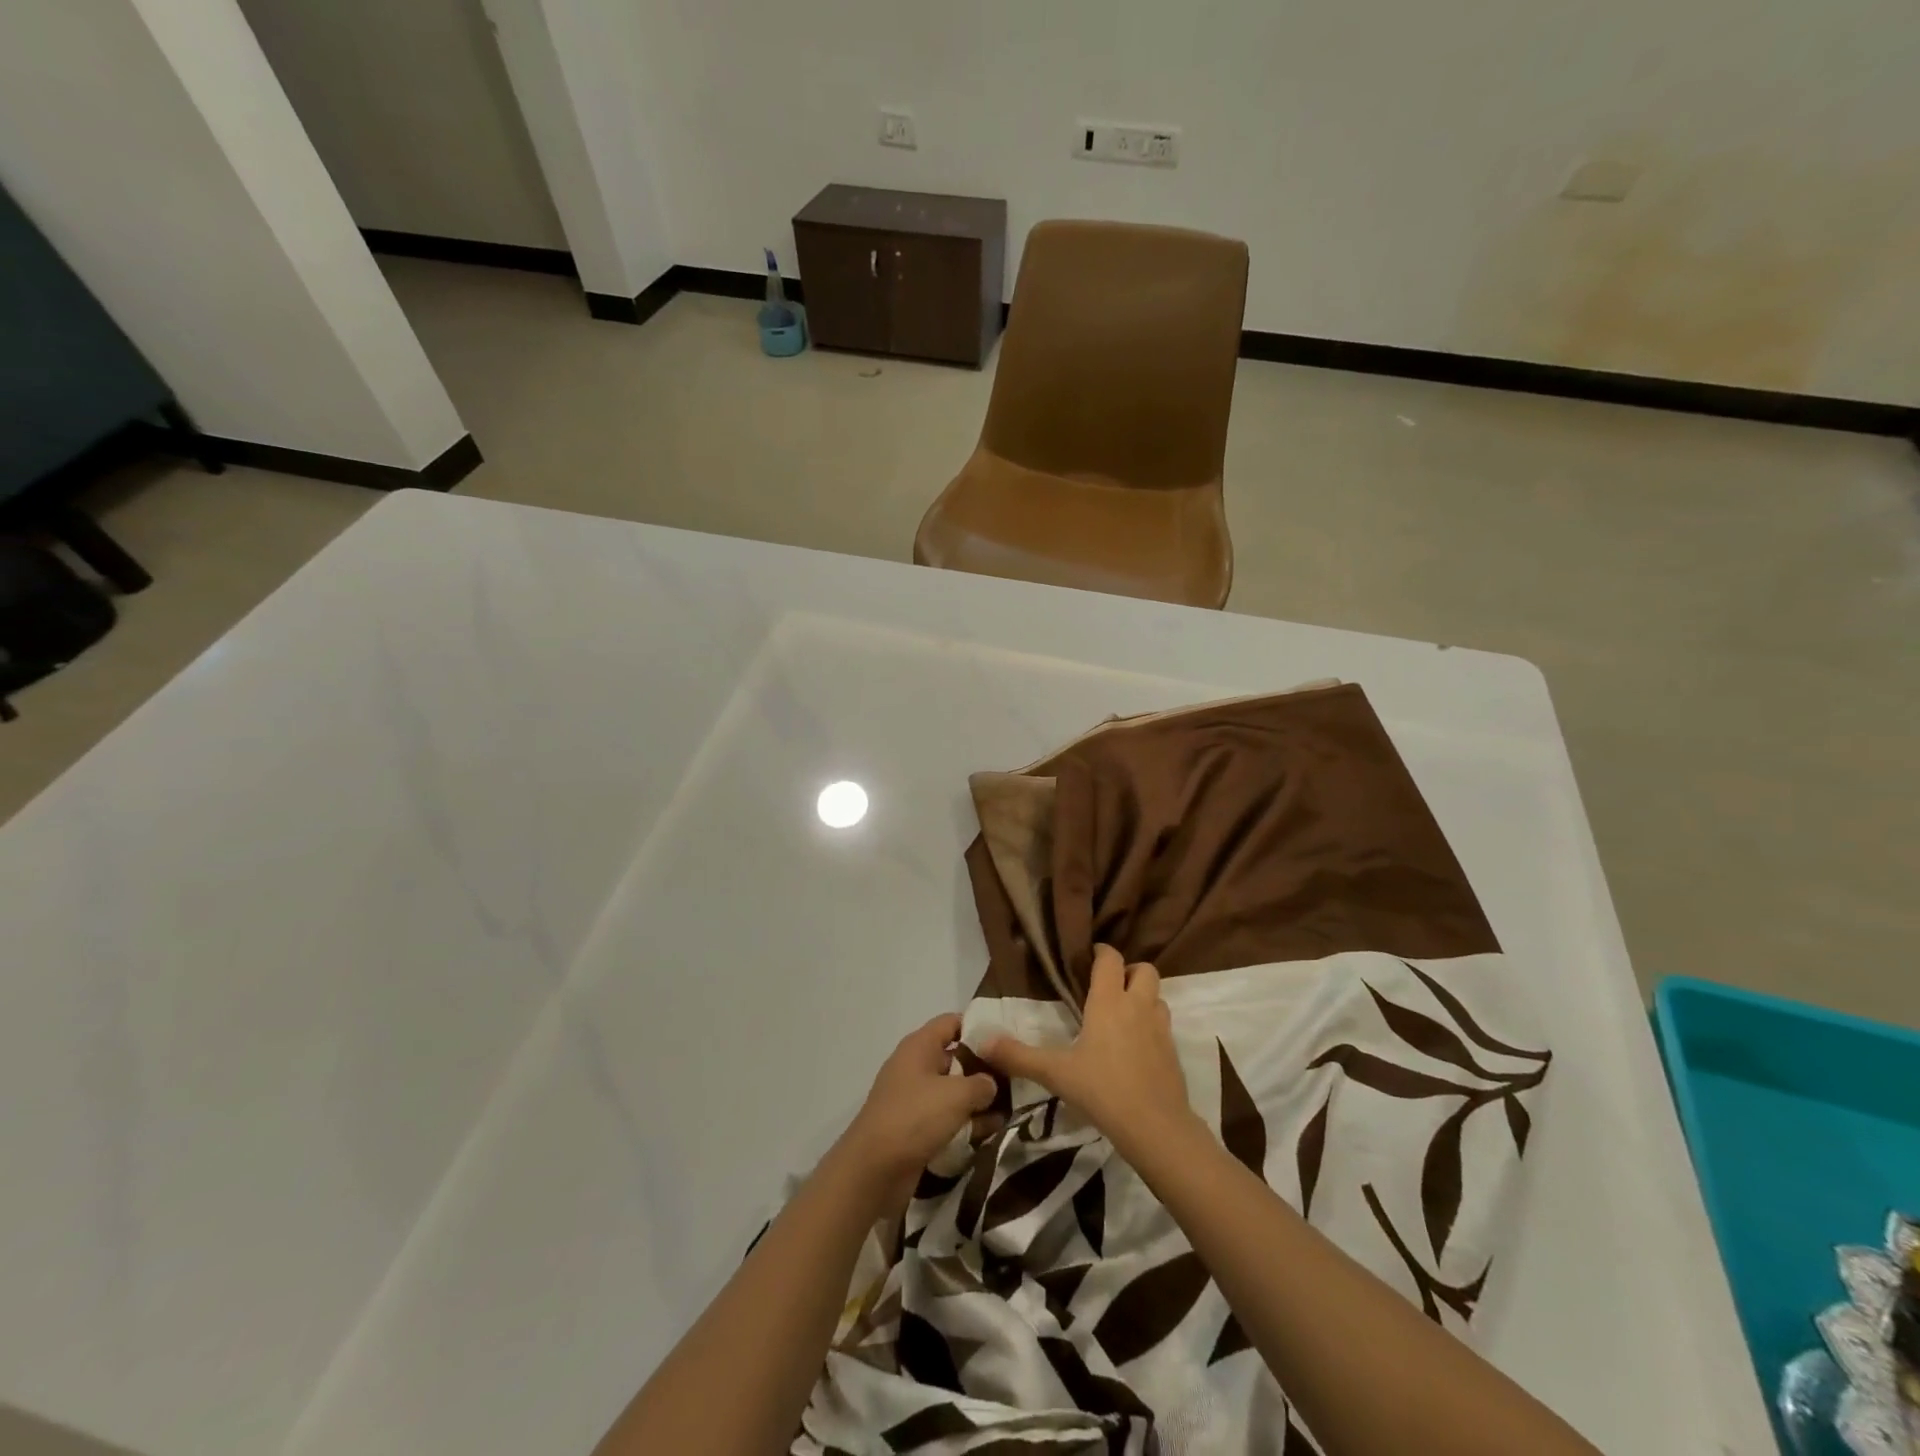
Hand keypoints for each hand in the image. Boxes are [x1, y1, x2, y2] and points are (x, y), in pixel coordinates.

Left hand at [836, 1014, 999, 1207]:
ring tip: (1013, 1107)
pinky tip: (992, 1132)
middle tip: (1017, 1076)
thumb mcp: (956, 1095)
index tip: (1006, 1039)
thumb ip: (981, 1083)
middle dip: (984, 1067)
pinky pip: (946, 1117)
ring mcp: (913, 1098)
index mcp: (919, 1046)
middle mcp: (915, 1066)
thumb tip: (991, 1084)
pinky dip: (966, 1122)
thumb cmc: (915, 1117)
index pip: (952, 1022)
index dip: (979, 1026)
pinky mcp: (915, 1127)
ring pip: (953, 1090)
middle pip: (955, 1056)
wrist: (873, 1171)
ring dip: (977, 1099)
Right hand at [981, 945, 1197, 1161]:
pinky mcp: (1173, 1052)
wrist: (1156, 1127)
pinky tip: (1135, 1047)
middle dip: (1129, 971)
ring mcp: (1160, 1029)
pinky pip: (1164, 1025)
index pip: (1111, 959)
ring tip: (1123, 1015)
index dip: (1101, 952)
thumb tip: (982, 1041)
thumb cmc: (1102, 1090)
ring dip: (1143, 998)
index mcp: (1109, 1002)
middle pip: (1144, 970)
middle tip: (1109, 987)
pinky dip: (1151, 1026)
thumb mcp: (1055, 1073)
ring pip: (1158, 997)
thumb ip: (1019, 1056)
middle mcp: (1138, 1006)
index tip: (1088, 957)